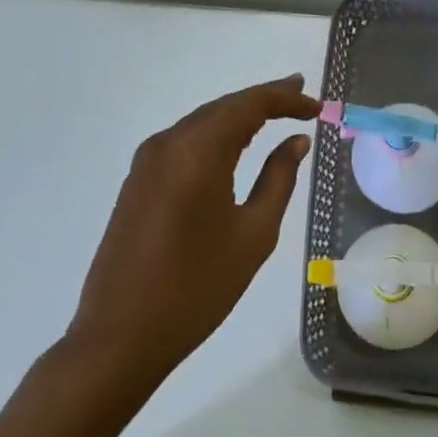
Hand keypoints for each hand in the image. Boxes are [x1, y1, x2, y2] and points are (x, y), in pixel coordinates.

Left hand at [66, 73, 319, 382]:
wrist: (120, 338)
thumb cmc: (197, 288)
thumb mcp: (253, 234)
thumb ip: (279, 178)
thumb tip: (296, 141)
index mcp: (197, 152)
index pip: (249, 105)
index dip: (286, 99)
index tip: (317, 106)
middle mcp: (168, 143)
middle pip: (224, 107)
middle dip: (264, 99)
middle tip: (302, 98)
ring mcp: (147, 161)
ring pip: (203, 122)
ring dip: (240, 115)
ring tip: (277, 112)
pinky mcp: (138, 181)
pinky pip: (185, 142)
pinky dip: (216, 134)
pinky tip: (236, 143)